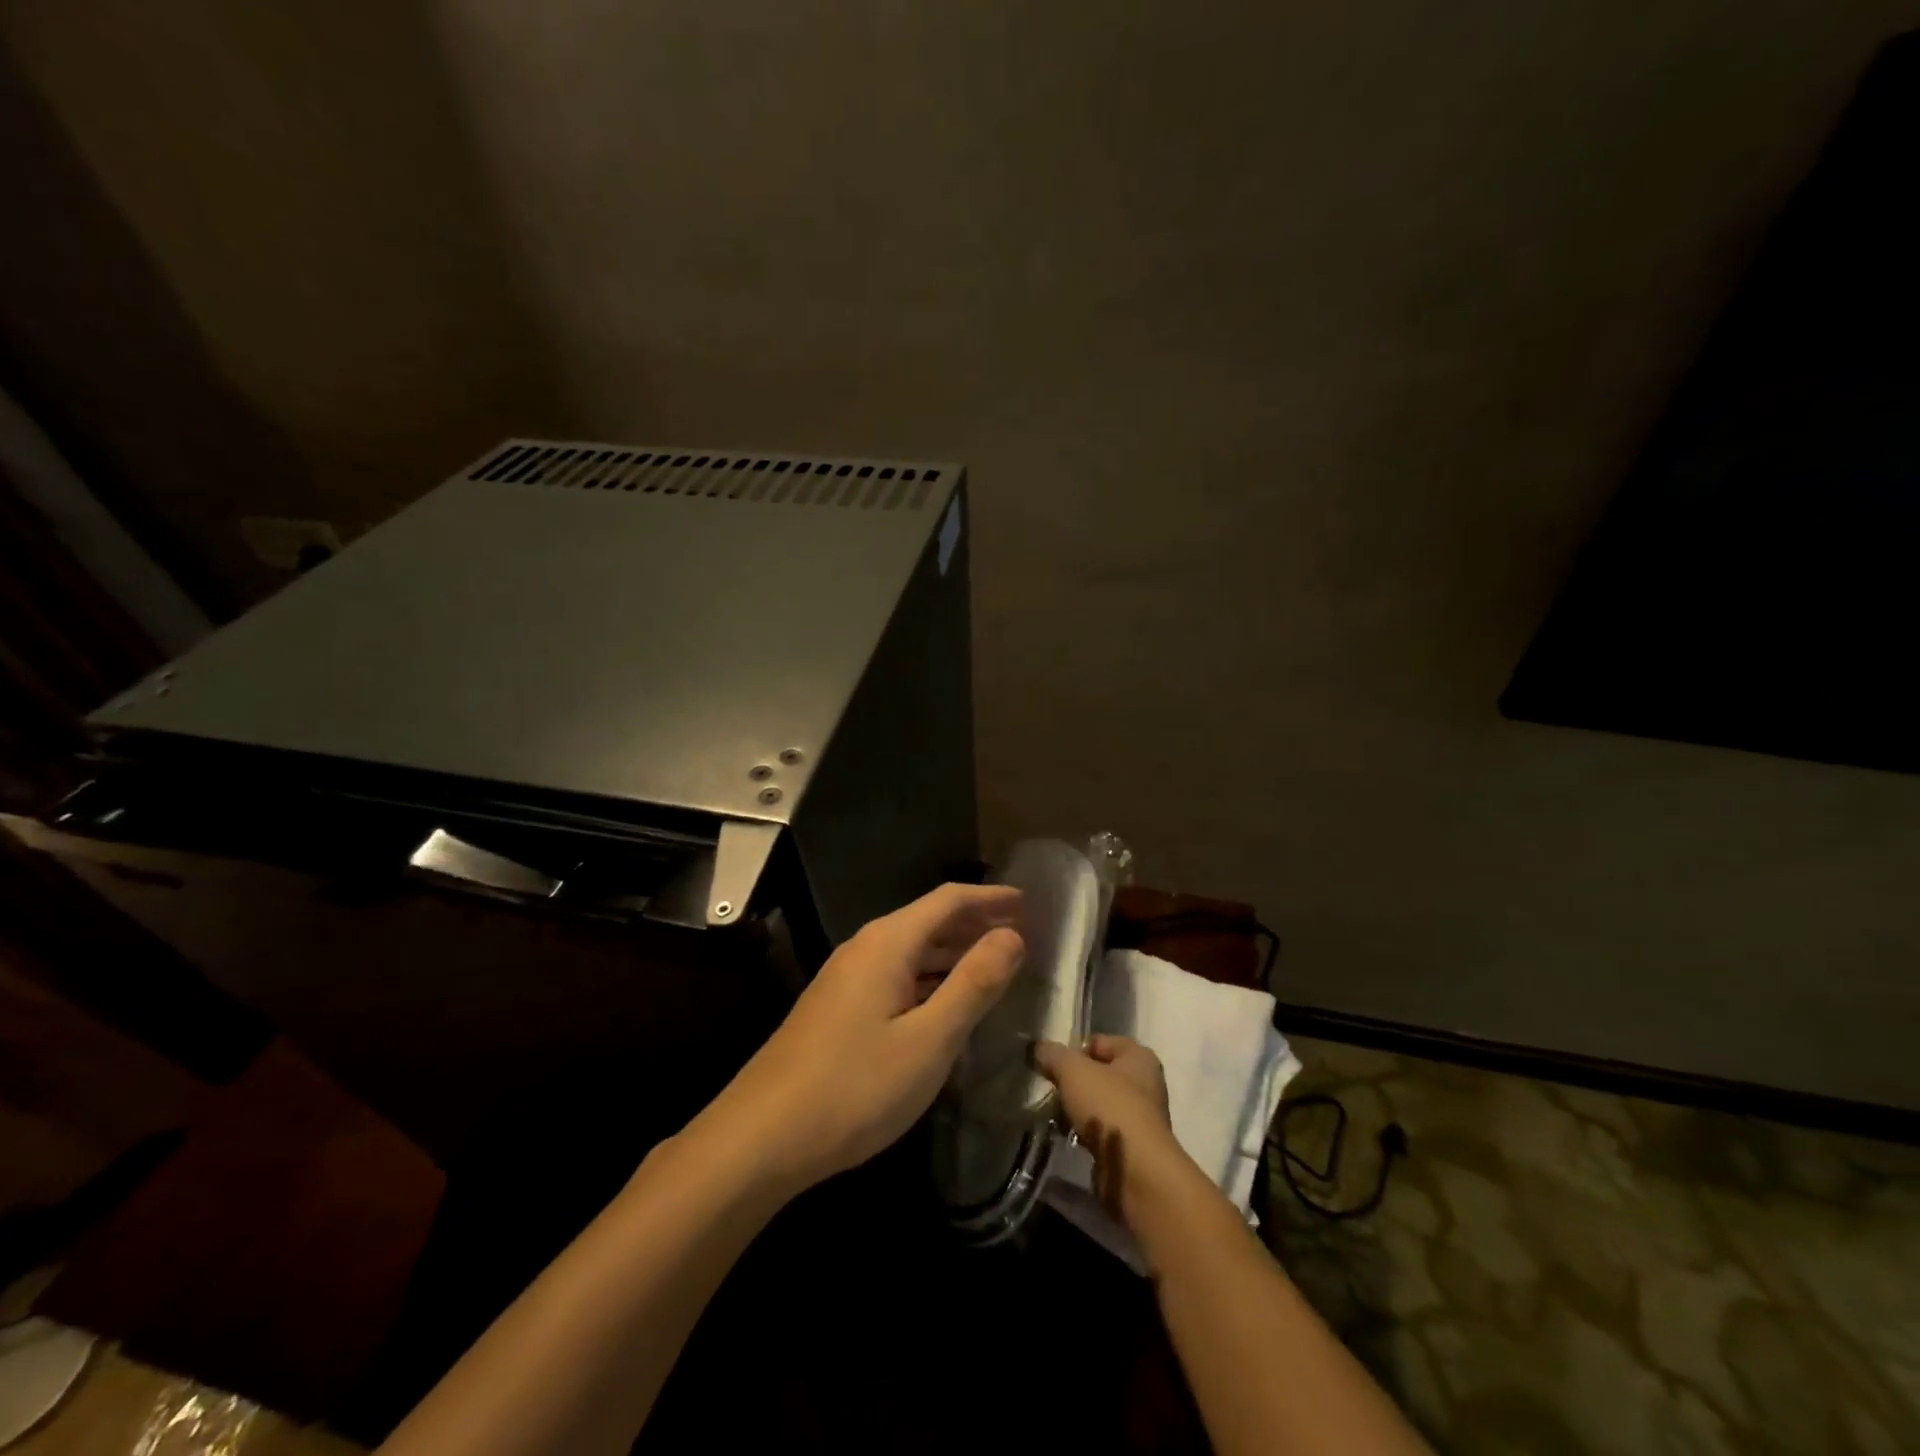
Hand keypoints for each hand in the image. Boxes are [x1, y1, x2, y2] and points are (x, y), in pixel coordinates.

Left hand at [699, 883, 1024, 1194]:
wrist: (762, 1137)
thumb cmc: (855, 1087)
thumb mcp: (929, 1039)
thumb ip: (973, 983)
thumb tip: (1011, 935)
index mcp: (888, 944)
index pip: (948, 900)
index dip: (990, 897)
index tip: (1029, 903)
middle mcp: (865, 948)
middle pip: (929, 921)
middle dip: (976, 923)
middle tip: (1021, 933)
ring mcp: (847, 979)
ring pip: (912, 951)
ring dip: (954, 952)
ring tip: (995, 963)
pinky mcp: (838, 1008)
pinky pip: (896, 976)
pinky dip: (931, 978)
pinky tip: (947, 1002)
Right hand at [1034, 1034, 1198, 1227]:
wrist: (1137, 1172)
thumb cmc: (1109, 1107)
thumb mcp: (1073, 1071)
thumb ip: (1053, 1055)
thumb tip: (1037, 1048)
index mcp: (1139, 1057)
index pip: (1100, 1042)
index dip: (1074, 1050)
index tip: (1053, 1066)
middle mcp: (1146, 1083)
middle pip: (1100, 1074)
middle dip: (1075, 1082)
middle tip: (1052, 1091)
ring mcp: (1142, 1118)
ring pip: (1100, 1104)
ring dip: (1079, 1110)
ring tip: (1056, 1117)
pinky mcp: (1133, 1148)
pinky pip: (1103, 1131)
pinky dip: (1086, 1134)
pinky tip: (1070, 1138)